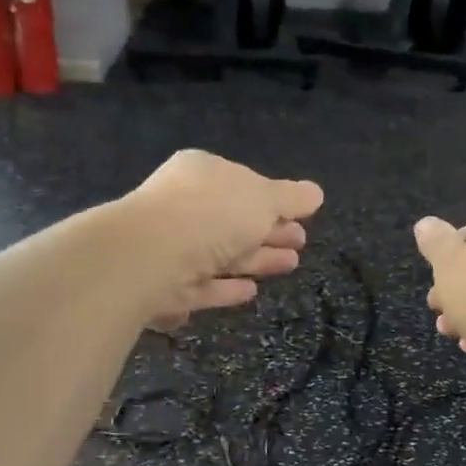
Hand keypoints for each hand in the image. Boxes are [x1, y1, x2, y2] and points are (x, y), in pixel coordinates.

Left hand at [123, 151, 324, 328]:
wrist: (149, 256)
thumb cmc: (211, 214)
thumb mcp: (262, 200)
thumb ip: (290, 198)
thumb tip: (316, 193)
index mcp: (202, 174)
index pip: (243, 184)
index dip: (275, 201)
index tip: (304, 218)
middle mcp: (182, 206)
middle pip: (233, 220)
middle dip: (270, 232)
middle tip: (300, 243)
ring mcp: (170, 248)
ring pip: (221, 254)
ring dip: (256, 259)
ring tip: (290, 265)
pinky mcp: (163, 287)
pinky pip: (202, 285)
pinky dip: (226, 288)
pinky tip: (251, 291)